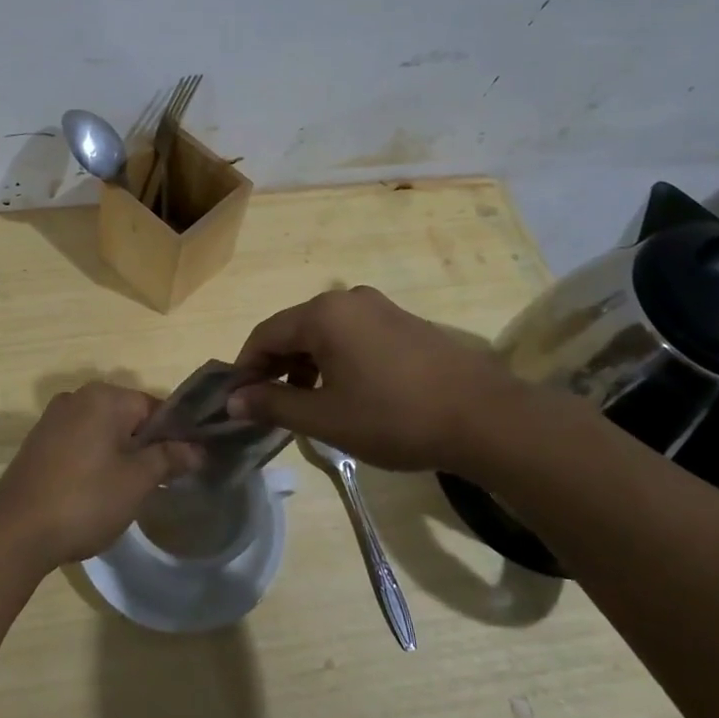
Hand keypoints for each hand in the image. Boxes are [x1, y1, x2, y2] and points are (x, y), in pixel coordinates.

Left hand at [0, 383, 202, 571]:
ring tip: (128, 492)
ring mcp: (53, 419)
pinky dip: (94, 460)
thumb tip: (197, 449)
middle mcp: (76, 398)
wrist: (15, 532)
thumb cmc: (85, 500)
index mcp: (103, 397)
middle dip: (146, 446)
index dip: (174, 436)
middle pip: (127, 417)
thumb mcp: (136, 481)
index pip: (154, 407)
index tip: (183, 467)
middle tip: (158, 483)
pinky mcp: (38, 443)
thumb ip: (169, 458)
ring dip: (120, 455)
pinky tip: (97, 492)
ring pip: (102, 431)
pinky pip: (80, 443)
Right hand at [228, 285, 521, 471]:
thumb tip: (233, 401)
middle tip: (267, 405)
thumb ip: (273, 405)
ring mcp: (380, 308)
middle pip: (294, 330)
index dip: (245, 368)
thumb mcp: (325, 418)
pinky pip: (352, 336)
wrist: (485, 418)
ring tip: (305, 404)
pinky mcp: (404, 323)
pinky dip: (335, 360)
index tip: (237, 401)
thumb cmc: (394, 417)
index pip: (265, 334)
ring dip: (305, 365)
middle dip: (275, 367)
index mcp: (323, 314)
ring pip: (324, 334)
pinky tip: (345, 392)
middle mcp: (348, 299)